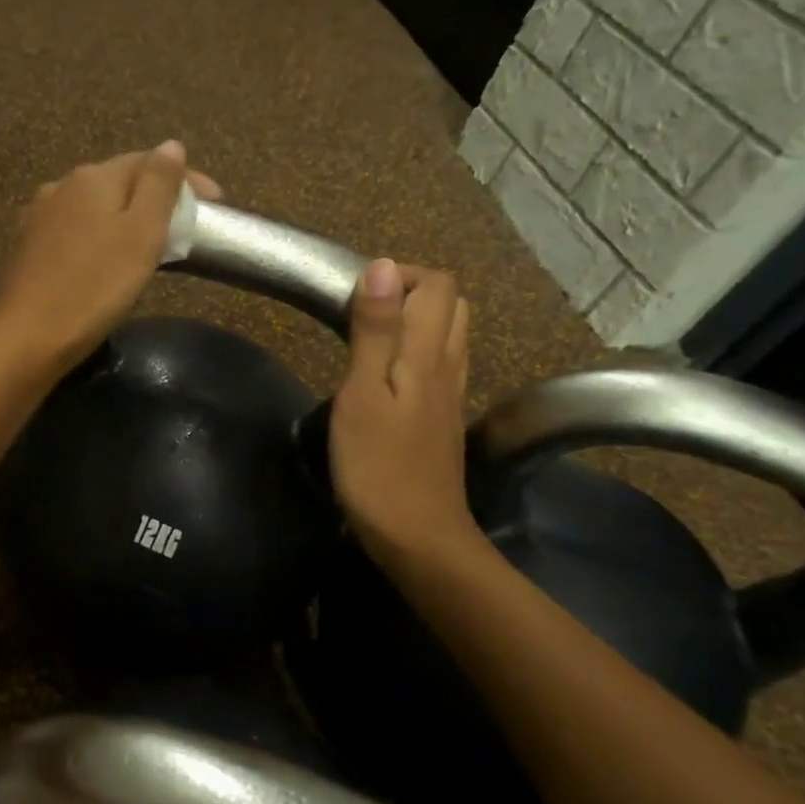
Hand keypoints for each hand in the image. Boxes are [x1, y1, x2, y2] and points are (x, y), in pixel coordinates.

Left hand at [0, 142, 221, 370]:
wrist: (29, 336)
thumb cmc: (95, 285)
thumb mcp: (141, 234)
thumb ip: (159, 185)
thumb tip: (171, 145)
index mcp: (93, 177)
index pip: (148, 161)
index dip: (186, 178)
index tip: (217, 203)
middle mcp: (62, 187)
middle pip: (119, 182)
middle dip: (155, 197)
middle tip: (186, 225)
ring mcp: (40, 217)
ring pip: (96, 207)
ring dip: (126, 217)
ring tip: (151, 243)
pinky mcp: (30, 248)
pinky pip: (77, 230)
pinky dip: (101, 237)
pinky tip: (107, 258)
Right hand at [330, 260, 484, 570]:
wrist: (417, 536)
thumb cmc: (378, 466)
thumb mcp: (362, 394)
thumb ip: (374, 331)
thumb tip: (382, 267)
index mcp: (428, 354)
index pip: (435, 285)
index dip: (398, 275)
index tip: (353, 297)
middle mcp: (449, 366)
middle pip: (449, 304)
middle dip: (408, 292)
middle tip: (360, 313)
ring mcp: (451, 395)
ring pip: (447, 334)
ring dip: (413, 321)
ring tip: (367, 339)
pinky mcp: (442, 419)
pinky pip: (439, 364)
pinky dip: (415, 351)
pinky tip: (383, 376)